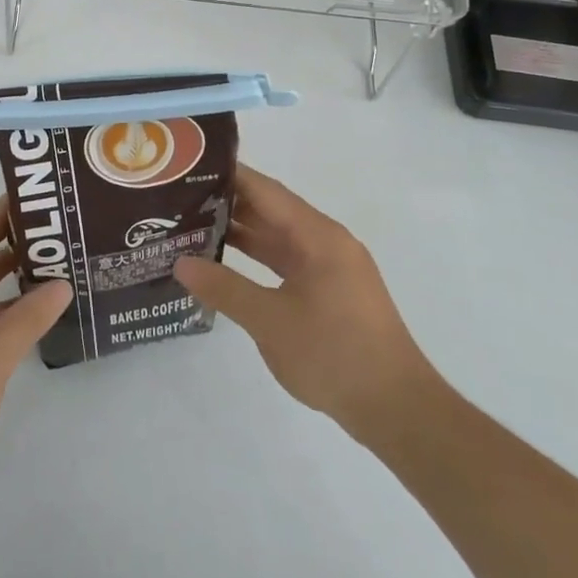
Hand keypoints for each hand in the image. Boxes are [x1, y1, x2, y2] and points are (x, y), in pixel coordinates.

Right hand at [175, 165, 438, 449]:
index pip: (265, 190)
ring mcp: (330, 268)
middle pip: (270, 210)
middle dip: (226, 203)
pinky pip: (286, 261)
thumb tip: (180, 263)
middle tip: (178, 197)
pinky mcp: (330, 292)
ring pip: (277, 237)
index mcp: (318, 236)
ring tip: (192, 225)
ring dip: (240, 232)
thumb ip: (224, 288)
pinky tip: (225, 262)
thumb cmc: (335, 355)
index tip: (188, 166)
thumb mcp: (270, 320)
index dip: (228, 175)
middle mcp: (326, 242)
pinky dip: (257, 258)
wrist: (398, 411)